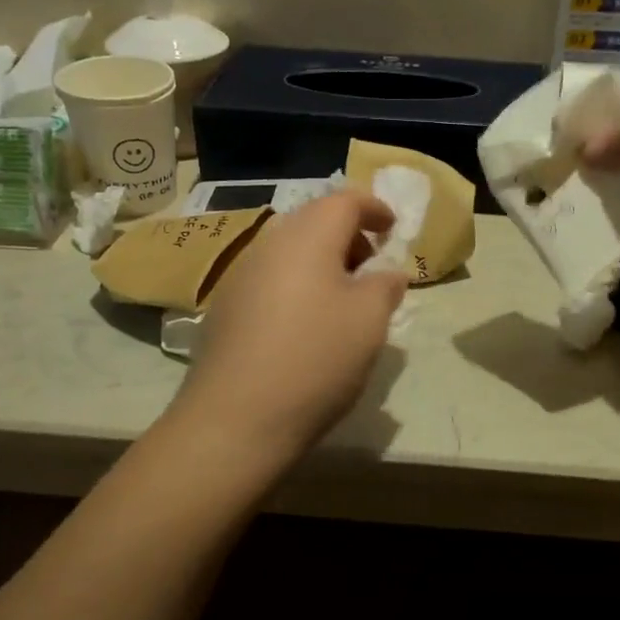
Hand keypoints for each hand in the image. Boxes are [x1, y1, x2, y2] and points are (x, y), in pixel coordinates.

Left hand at [171, 190, 406, 455]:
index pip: (344, 201)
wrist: (236, 418)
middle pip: (313, 220)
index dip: (374, 208)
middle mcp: (269, 245)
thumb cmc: (316, 359)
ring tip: (343, 298)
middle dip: (348, 235)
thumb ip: (386, 285)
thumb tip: (387, 271)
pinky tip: (307, 323)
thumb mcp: (370, 321)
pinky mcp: (226, 308)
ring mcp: (240, 276)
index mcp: (307, 237)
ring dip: (321, 261)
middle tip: (372, 266)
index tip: (393, 228)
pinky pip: (271, 278)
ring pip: (290, 250)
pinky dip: (297, 283)